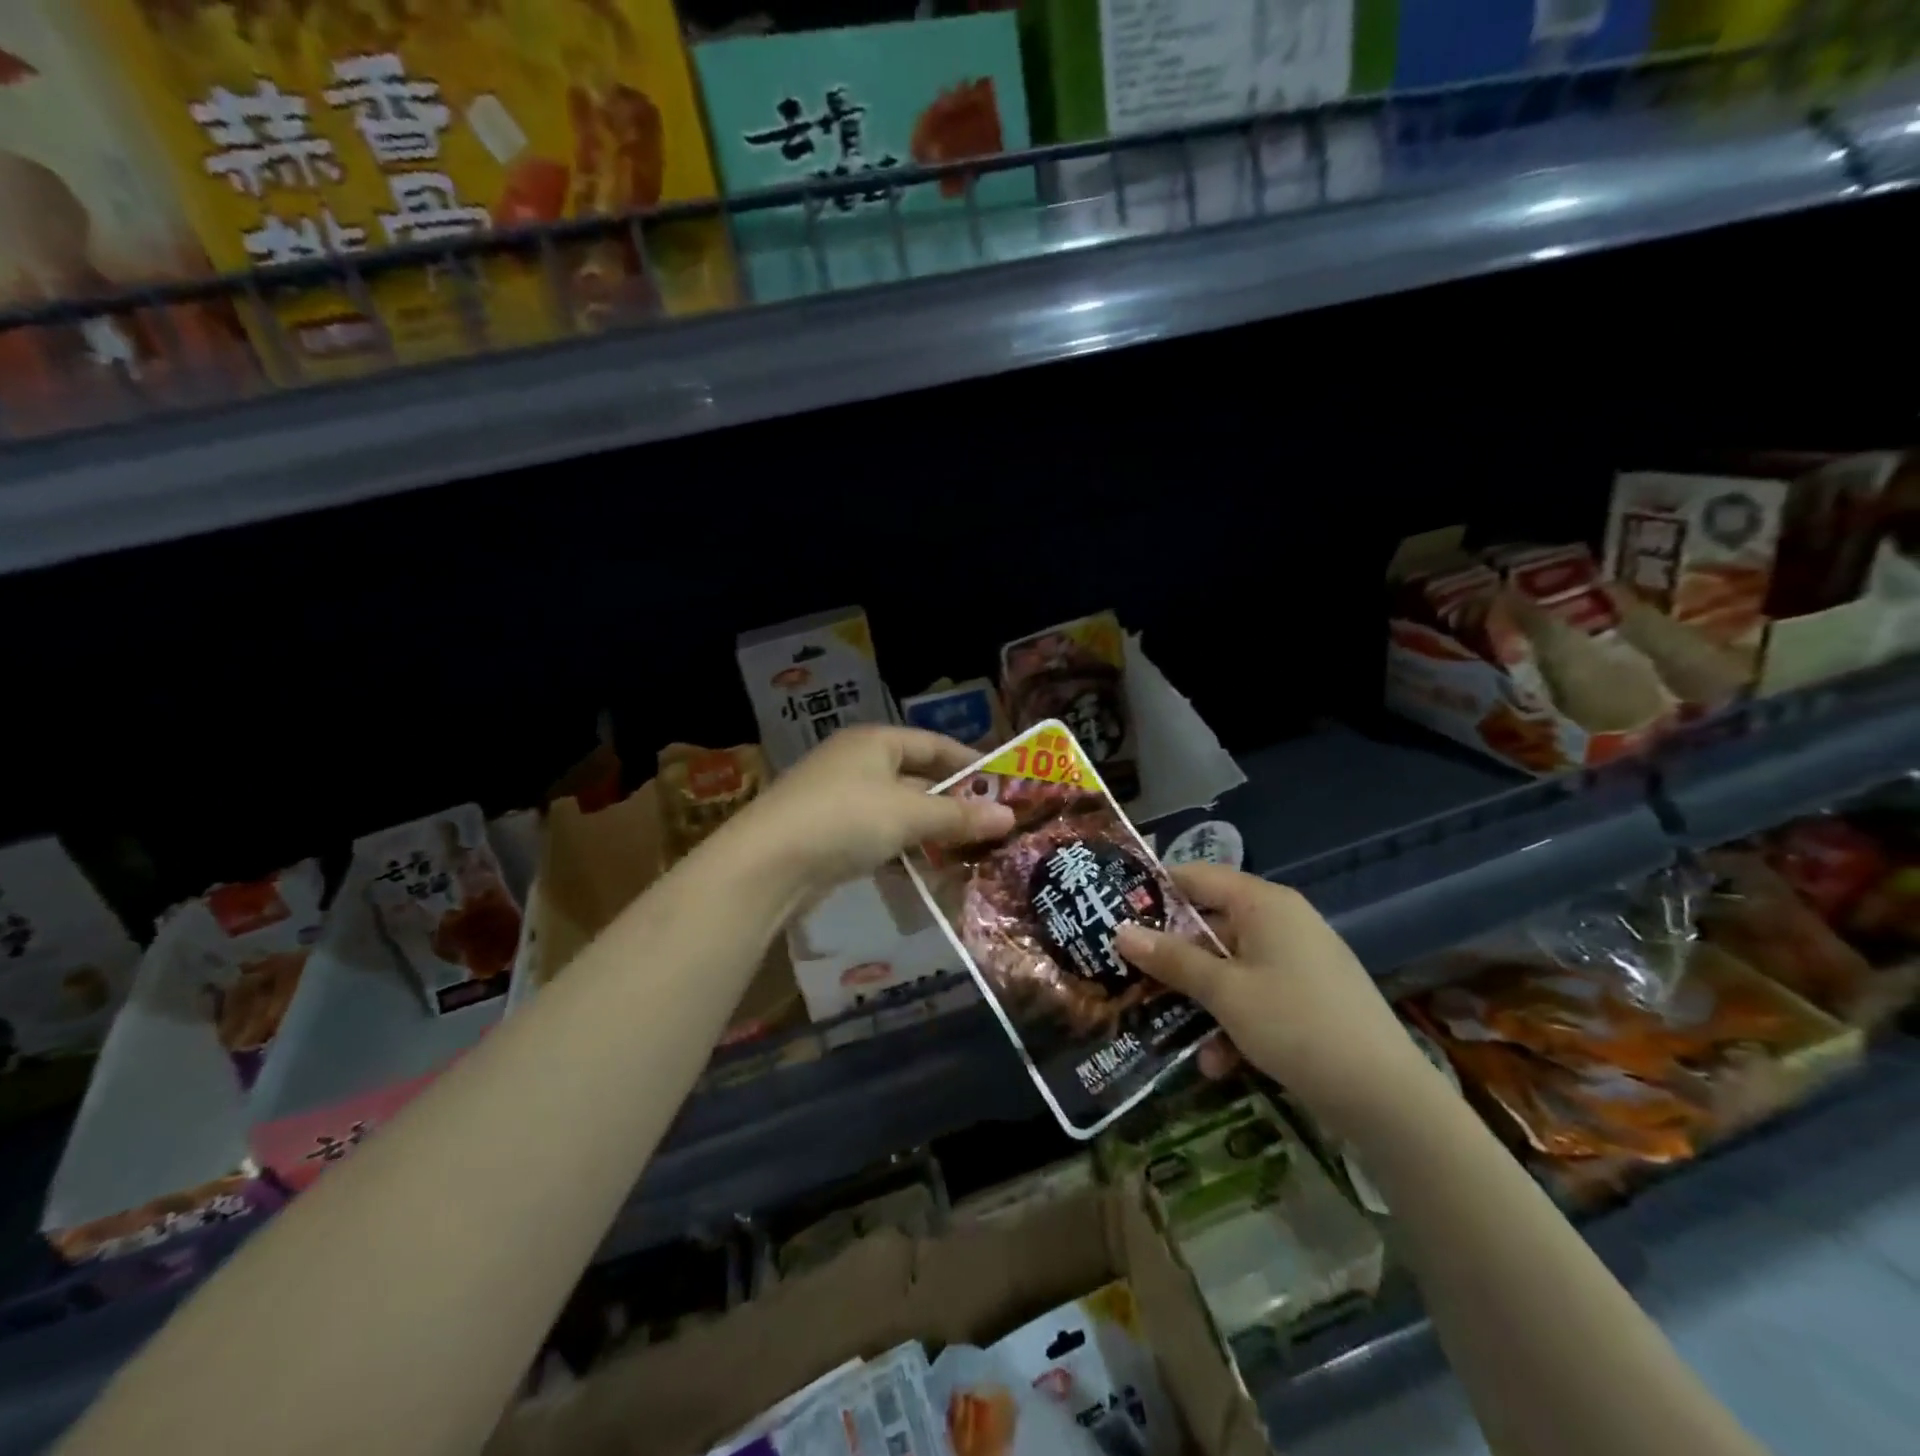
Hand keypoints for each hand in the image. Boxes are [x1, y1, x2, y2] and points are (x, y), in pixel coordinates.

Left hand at [723, 726, 1015, 896]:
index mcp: (874, 741)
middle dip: (952, 802)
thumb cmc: (845, 819)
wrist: (766, 865)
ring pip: (897, 810)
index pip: (934, 744)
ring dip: (929, 829)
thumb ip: (958, 816)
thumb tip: (1009, 817)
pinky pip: (877, 835)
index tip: (1004, 785)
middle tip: (991, 824)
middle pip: (916, 777)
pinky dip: (902, 849)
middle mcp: (855, 762)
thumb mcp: (908, 815)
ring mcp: (838, 799)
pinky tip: (925, 869)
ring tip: (967, 850)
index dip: (970, 762)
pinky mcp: (827, 835)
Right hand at [1116, 865, 1433, 1132]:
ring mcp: (1300, 961)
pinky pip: (1257, 996)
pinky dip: (1234, 1022)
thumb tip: (1121, 931)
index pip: (1197, 877)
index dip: (1155, 890)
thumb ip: (1172, 959)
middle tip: (1130, 973)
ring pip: (1231, 967)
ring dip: (1201, 1000)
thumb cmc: (1295, 1025)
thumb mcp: (1224, 992)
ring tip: (1168, 1031)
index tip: (1115, 910)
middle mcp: (1282, 922)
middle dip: (1173, 957)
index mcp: (1264, 904)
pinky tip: (1217, 1064)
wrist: (1387, 1099)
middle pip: (1212, 925)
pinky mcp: (1310, 998)